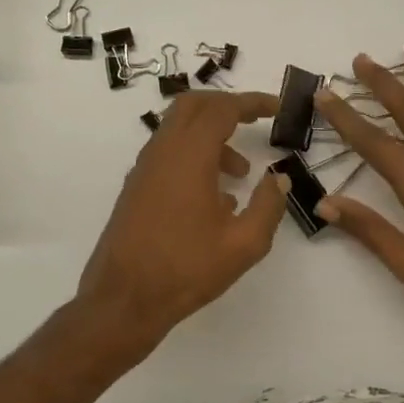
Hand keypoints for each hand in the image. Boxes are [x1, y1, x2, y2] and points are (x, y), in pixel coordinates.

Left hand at [78, 89, 289, 353]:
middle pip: (192, 105)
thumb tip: (279, 179)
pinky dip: (194, 157)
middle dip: (227, 106)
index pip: (222, 109)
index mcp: (189, 156)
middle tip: (255, 120)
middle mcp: (162, 152)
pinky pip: (168, 155)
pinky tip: (215, 198)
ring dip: (212, 137)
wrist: (124, 299)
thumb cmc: (187, 269)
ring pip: (178, 130)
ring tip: (241, 173)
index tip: (277, 107)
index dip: (252, 102)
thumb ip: (268, 206)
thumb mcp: (244, 243)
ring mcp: (144, 170)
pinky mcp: (136, 189)